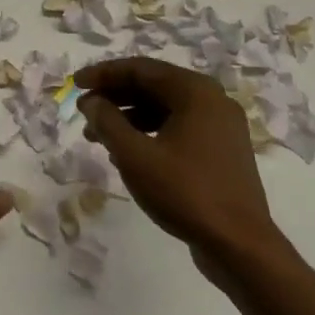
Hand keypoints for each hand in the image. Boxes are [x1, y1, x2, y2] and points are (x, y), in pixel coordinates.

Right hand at [74, 58, 277, 268]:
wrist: (239, 245)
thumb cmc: (185, 192)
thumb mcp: (135, 156)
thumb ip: (108, 122)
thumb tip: (91, 102)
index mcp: (195, 91)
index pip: (141, 69)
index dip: (103, 74)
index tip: (74, 84)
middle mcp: (212, 100)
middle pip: (154, 86)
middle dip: (114, 97)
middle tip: (83, 110)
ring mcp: (220, 126)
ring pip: (165, 109)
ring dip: (129, 117)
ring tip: (96, 136)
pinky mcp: (221, 151)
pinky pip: (178, 128)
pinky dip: (149, 133)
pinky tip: (126, 152)